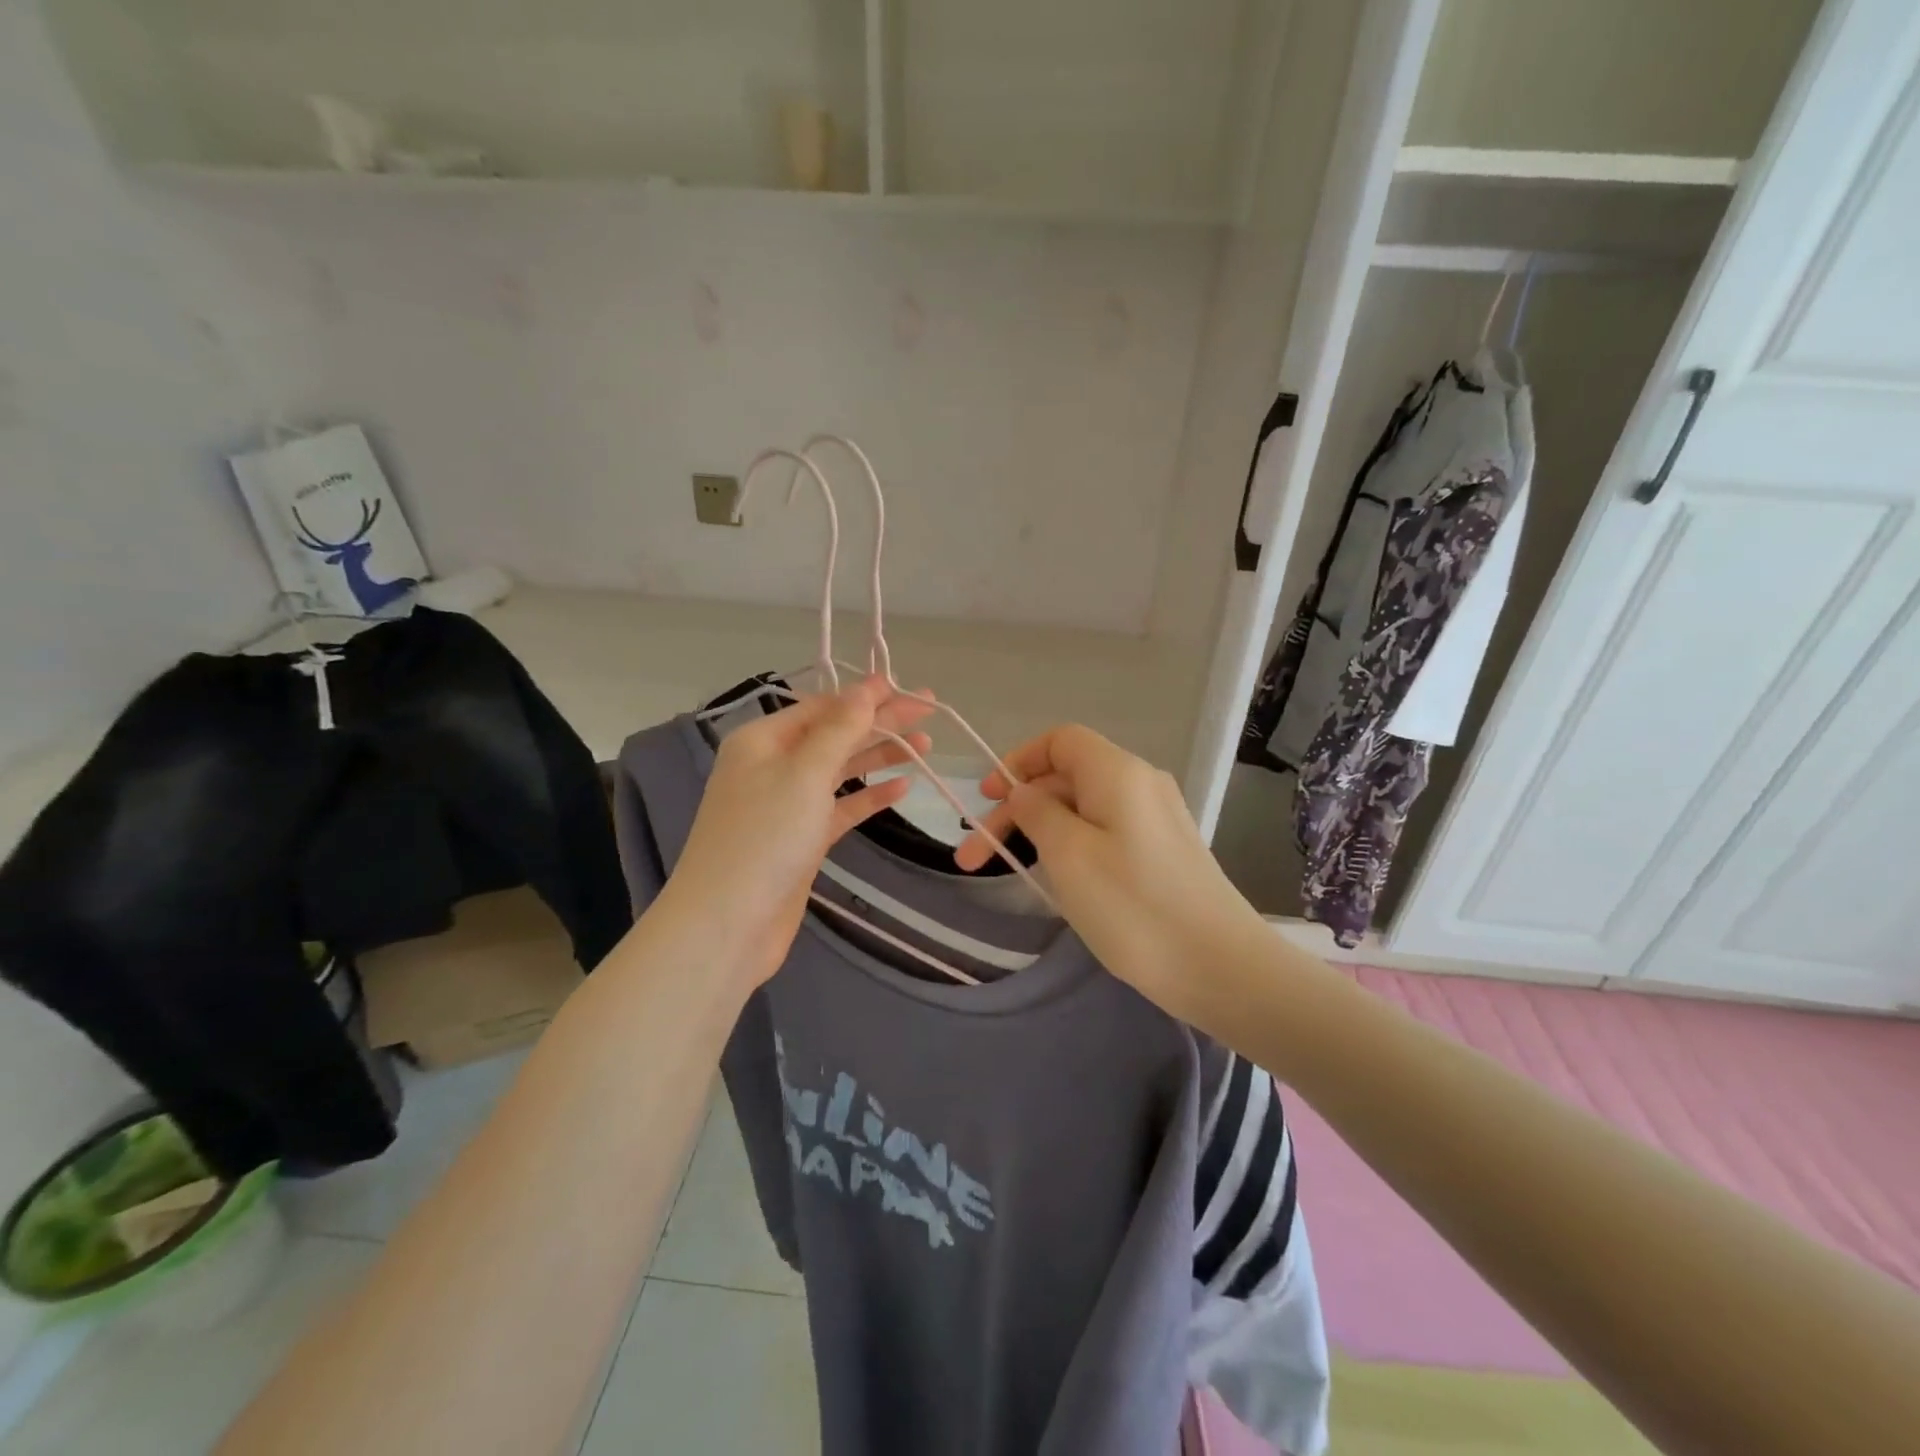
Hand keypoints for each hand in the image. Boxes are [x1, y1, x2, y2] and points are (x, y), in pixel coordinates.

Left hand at [663, 677, 933, 991]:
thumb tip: (865, 689)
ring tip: (926, 745)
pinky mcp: (802, 839)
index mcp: (763, 740)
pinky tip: (903, 788)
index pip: (822, 707)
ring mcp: (787, 804)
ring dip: (880, 756)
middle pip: (835, 735)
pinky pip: (841, 808)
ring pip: (841, 770)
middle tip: (929, 709)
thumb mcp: (804, 773)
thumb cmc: (763, 838)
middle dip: (881, 722)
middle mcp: (773, 766)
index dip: (865, 696)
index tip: (907, 687)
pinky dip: (870, 796)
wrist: (728, 924)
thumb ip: (839, 730)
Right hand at [955, 724, 1268, 1026]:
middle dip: (1016, 811)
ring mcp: (1156, 820)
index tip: (987, 799)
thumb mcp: (1068, 855)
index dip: (1018, 761)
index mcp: (1118, 772)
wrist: (1220, 968)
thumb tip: (1025, 794)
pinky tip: (1056, 881)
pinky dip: (1071, 847)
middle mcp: (1140, 784)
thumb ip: (1037, 813)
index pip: (1060, 741)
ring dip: (1040, 833)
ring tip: (1008, 872)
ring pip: (1083, 810)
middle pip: (1066, 778)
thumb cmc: (1134, 906)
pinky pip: (1105, 833)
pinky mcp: (1163, 853)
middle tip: (973, 858)